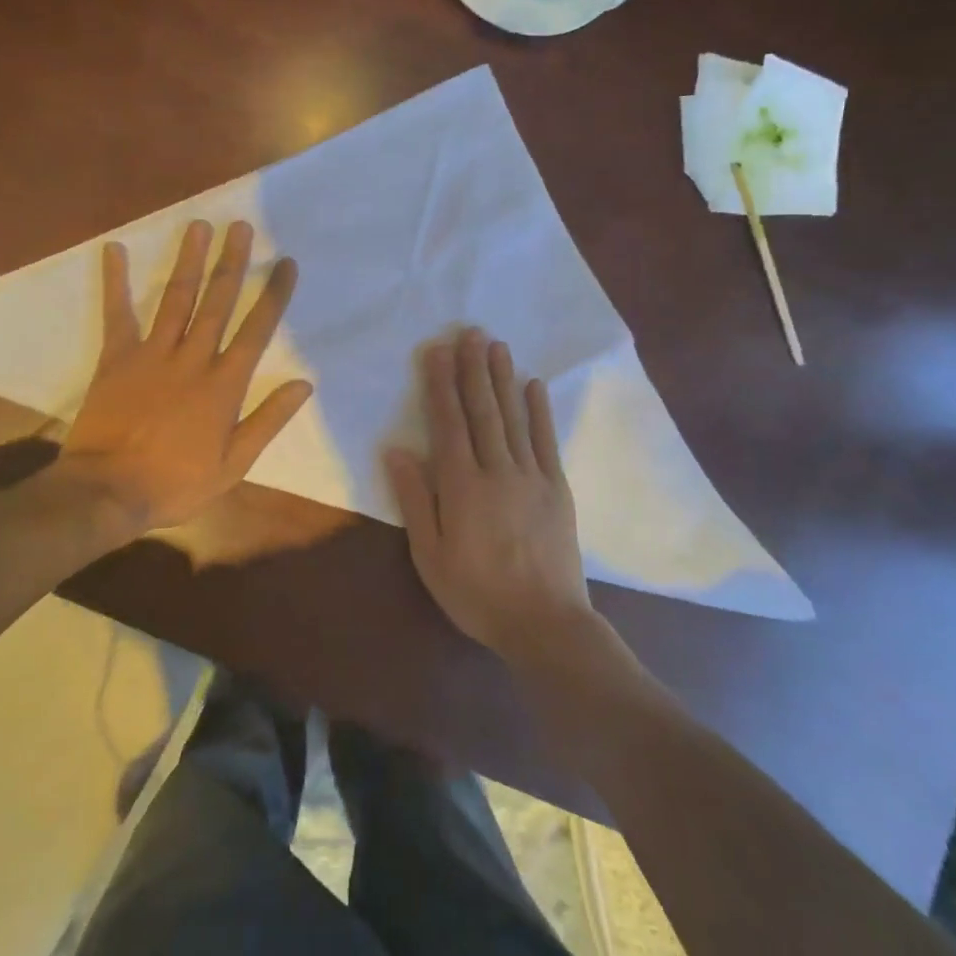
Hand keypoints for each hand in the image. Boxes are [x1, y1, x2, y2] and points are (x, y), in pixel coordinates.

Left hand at [59, 220, 312, 534]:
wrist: (109, 492)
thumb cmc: (176, 483)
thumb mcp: (234, 464)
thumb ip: (267, 420)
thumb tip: (303, 384)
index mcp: (224, 385)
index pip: (256, 330)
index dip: (272, 294)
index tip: (285, 263)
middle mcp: (192, 358)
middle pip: (217, 302)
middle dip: (232, 263)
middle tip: (241, 227)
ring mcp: (152, 354)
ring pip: (176, 299)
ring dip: (189, 261)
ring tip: (199, 226)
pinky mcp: (116, 358)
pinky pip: (117, 313)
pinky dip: (115, 281)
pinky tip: (114, 249)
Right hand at [386, 328, 595, 664]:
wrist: (545, 623)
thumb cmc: (477, 594)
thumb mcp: (430, 556)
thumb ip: (414, 500)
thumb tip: (398, 450)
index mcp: (461, 487)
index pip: (448, 423)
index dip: (440, 385)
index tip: (436, 351)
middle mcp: (497, 471)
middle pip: (482, 411)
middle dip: (472, 369)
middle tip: (468, 332)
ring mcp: (531, 476)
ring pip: (513, 417)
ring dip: (502, 379)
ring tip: (495, 345)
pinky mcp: (556, 488)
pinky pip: (545, 441)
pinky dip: (539, 410)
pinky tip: (533, 385)